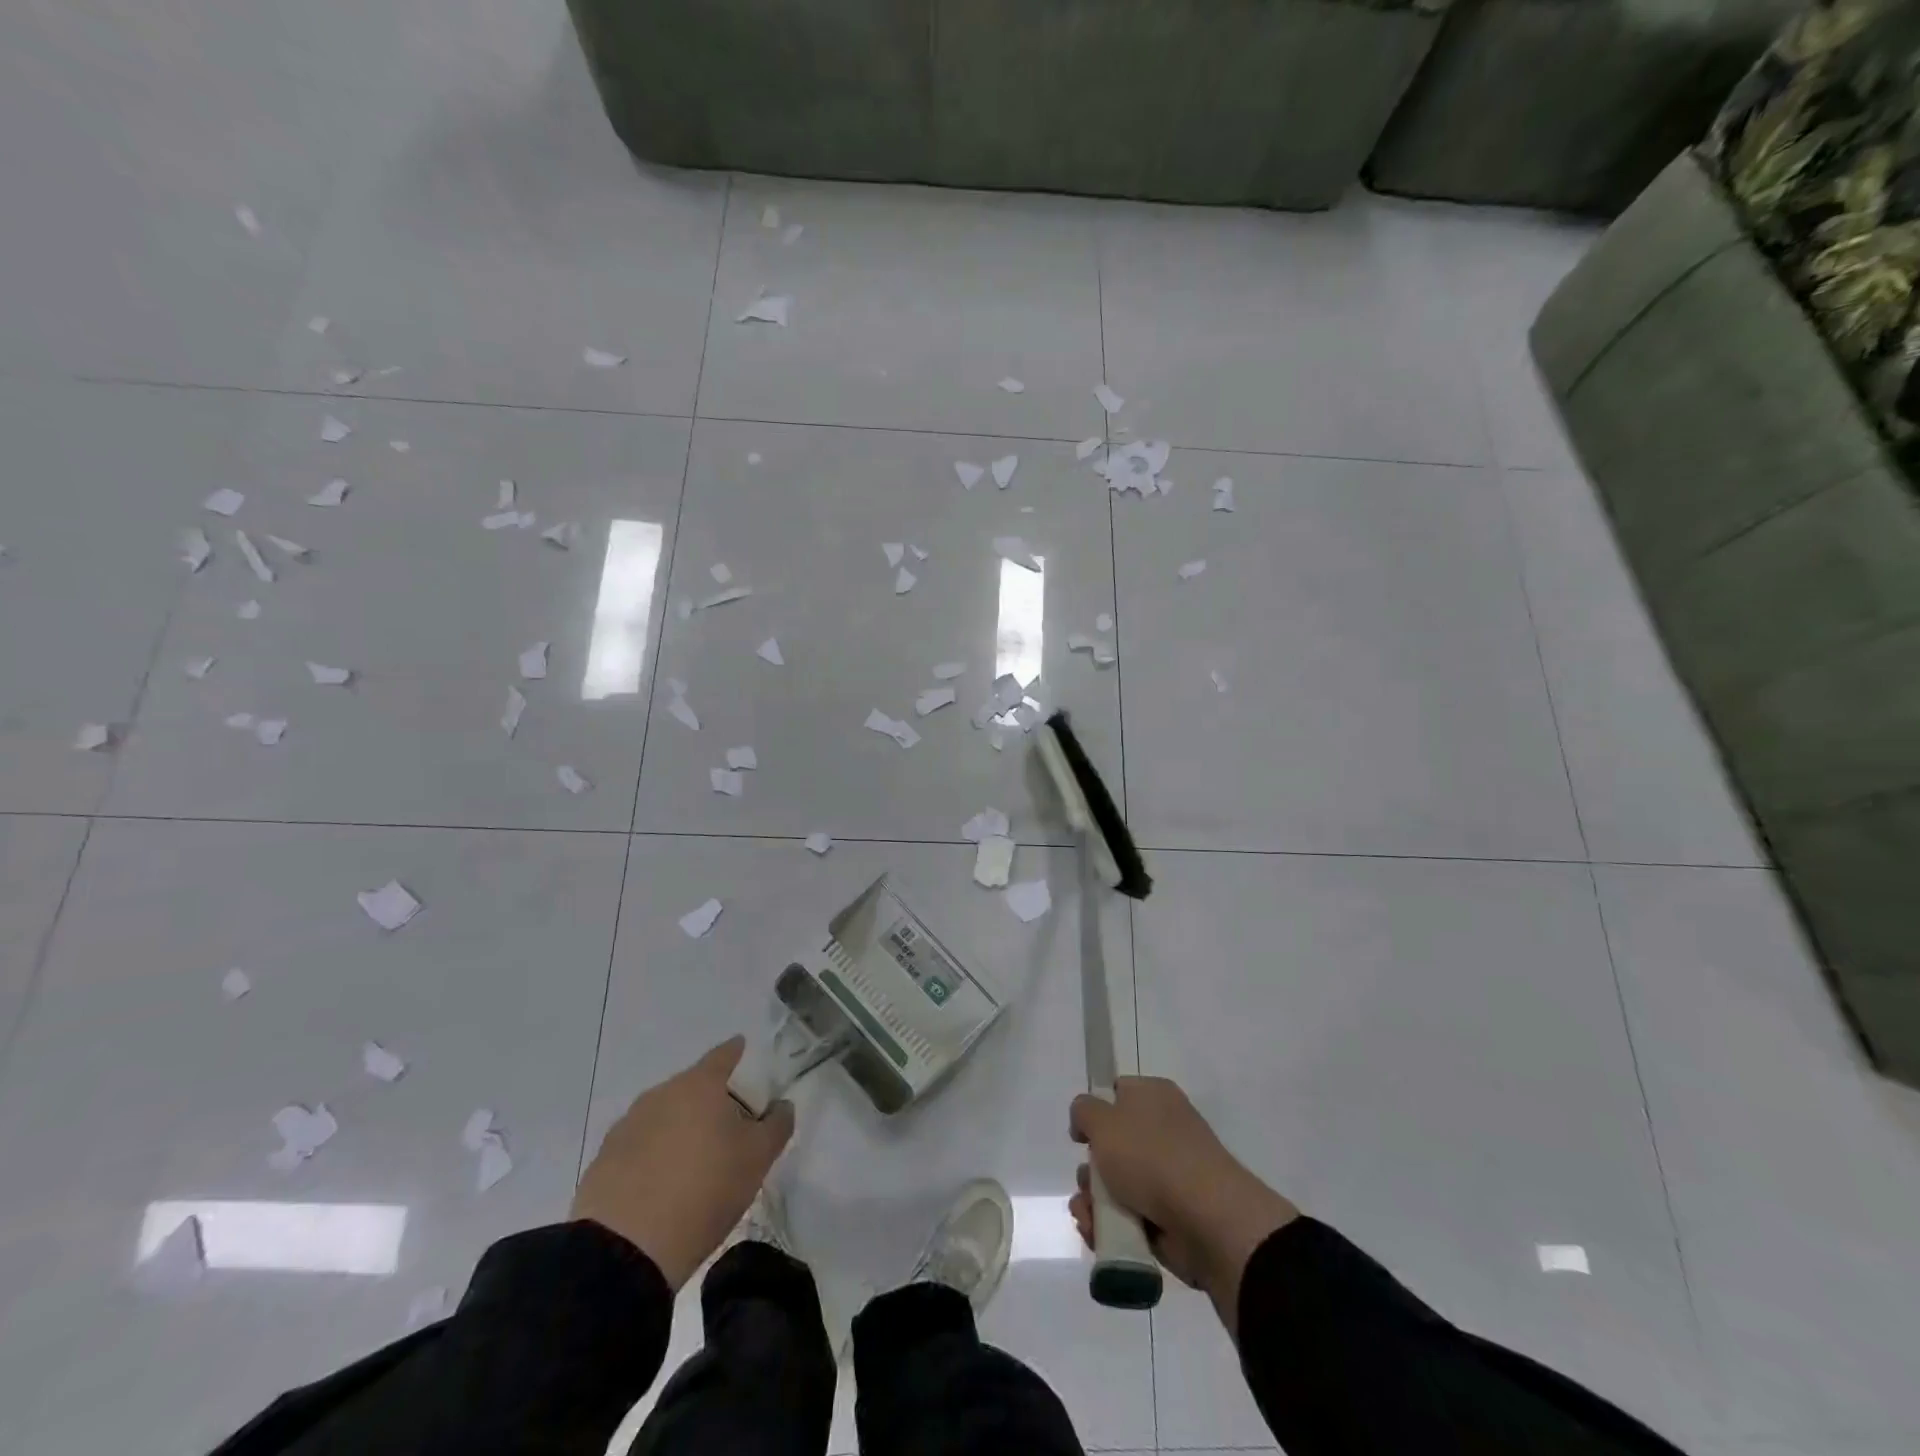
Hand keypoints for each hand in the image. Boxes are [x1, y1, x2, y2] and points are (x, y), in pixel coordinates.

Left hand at [572, 1037, 793, 1289]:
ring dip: (682, 1128)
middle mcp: (661, 1093)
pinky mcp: (604, 1159)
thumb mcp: (758, 1159)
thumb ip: (777, 1124)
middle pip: (694, 1086)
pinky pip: (640, 1145)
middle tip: (730, 1130)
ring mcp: (628, 1124)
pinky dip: (655, 1155)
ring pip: (666, 1115)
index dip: (740, 1056)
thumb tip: (781, 1105)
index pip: (725, 1054)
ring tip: (695, 1164)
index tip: (751, 1066)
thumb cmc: (704, 1190)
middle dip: (713, 1100)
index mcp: (700, 1084)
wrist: (623, 1251)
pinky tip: (663, 1186)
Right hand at [1070, 1077, 1296, 1328]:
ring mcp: (1170, 1175)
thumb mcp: (1103, 1119)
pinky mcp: (1172, 1216)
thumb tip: (1086, 1121)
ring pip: (1118, 1185)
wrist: (1207, 1220)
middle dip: (1091, 1170)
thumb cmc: (1151, 1156)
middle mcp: (1164, 1131)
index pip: (1118, 1093)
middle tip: (1087, 1184)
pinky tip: (1098, 1235)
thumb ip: (1084, 1111)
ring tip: (1089, 1219)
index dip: (1095, 1112)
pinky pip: (1131, 1217)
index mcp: (1154, 1096)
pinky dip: (1112, 1227)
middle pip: (1113, 1146)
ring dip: (1095, 1203)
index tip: (1080, 1135)